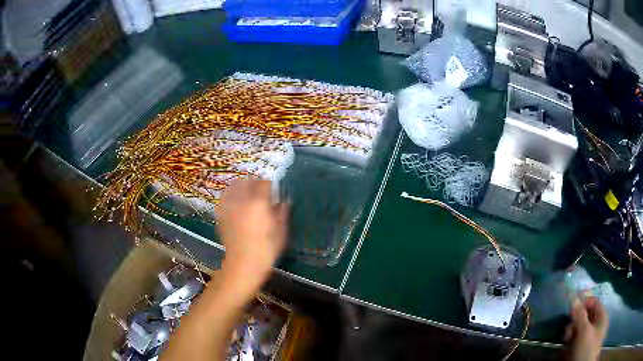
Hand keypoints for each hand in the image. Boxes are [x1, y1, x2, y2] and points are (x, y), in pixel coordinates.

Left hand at [216, 178, 288, 292]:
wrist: (243, 265)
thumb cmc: (266, 250)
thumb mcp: (281, 232)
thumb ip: (282, 213)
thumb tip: (284, 201)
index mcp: (259, 203)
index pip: (265, 183)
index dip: (271, 186)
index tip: (274, 193)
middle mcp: (242, 200)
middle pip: (247, 180)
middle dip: (255, 183)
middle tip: (261, 193)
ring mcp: (229, 206)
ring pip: (233, 186)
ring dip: (241, 187)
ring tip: (247, 196)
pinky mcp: (221, 214)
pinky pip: (225, 197)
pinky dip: (231, 196)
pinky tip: (236, 205)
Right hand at [564, 297, 608, 360]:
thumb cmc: (587, 348)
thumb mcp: (584, 331)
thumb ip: (580, 314)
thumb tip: (574, 297)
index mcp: (601, 317)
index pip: (594, 303)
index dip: (585, 302)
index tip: (572, 307)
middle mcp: (595, 325)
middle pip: (584, 317)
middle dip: (575, 322)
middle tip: (568, 329)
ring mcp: (587, 339)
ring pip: (577, 330)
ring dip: (570, 333)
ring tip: (566, 340)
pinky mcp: (578, 349)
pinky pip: (573, 341)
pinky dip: (568, 343)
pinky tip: (565, 348)